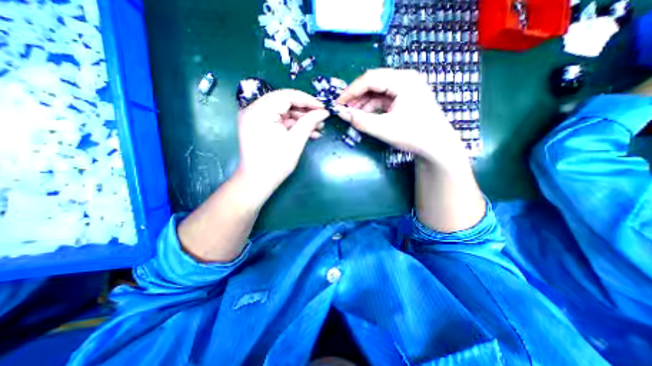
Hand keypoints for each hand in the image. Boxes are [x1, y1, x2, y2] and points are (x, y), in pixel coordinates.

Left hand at [233, 88, 328, 203]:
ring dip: (301, 119)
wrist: (257, 182)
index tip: (323, 107)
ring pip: (283, 111)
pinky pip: (279, 120)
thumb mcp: (295, 142)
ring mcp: (255, 118)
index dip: (307, 100)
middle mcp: (253, 110)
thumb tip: (324, 112)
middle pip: (284, 102)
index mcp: (259, 112)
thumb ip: (309, 123)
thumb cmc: (275, 164)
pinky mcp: (259, 126)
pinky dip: (293, 125)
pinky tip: (308, 132)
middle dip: (305, 111)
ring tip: (318, 128)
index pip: (286, 96)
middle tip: (321, 118)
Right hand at [336, 69, 468, 165]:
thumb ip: (361, 121)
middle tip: (344, 109)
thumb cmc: (414, 135)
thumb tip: (341, 114)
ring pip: (378, 91)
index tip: (338, 103)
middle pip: (374, 82)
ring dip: (364, 102)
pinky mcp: (405, 97)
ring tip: (353, 114)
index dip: (351, 91)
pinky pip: (384, 98)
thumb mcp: (385, 129)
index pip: (370, 79)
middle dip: (357, 96)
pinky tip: (365, 115)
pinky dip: (372, 106)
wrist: (437, 146)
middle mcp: (405, 79)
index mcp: (403, 80)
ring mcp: (406, 88)